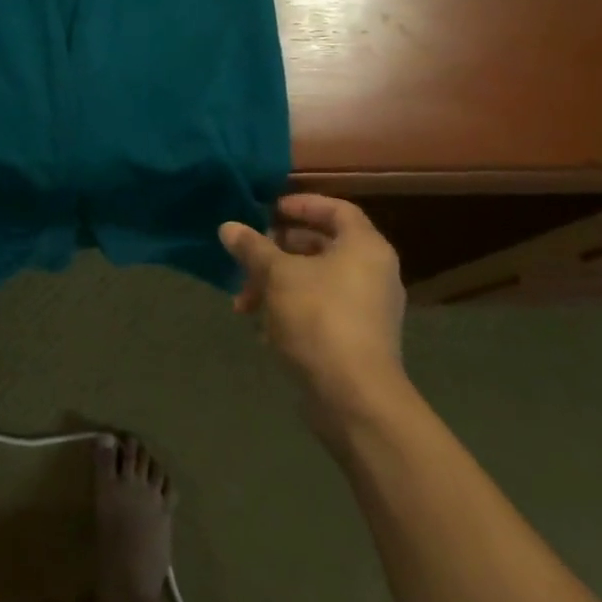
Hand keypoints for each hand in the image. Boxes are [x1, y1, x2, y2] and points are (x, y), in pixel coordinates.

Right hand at [219, 195, 407, 428]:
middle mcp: (373, 272)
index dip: (301, 204)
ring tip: (244, 303)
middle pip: (321, 246)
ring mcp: (368, 309)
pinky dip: (291, 310)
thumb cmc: (319, 318)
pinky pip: (320, 309)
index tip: (268, 210)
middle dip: (278, 251)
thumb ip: (253, 248)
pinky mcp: (357, 339)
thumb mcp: (277, 276)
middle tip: (248, 256)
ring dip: (276, 285)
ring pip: (315, 281)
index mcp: (364, 247)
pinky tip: (262, 328)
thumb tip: (228, 227)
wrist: (354, 396)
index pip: (336, 209)